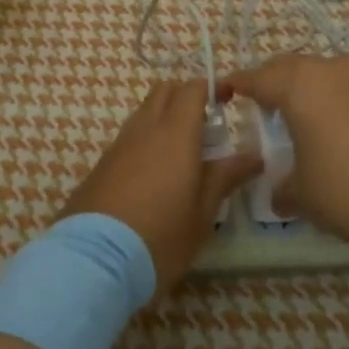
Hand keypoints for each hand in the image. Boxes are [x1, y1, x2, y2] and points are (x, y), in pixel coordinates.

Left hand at [59, 79, 260, 297]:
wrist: (95, 260)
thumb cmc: (161, 236)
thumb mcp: (203, 212)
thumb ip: (226, 177)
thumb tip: (254, 156)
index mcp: (175, 133)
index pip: (192, 89)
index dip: (211, 87)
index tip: (229, 100)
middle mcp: (144, 129)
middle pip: (164, 91)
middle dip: (186, 97)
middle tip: (206, 126)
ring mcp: (118, 145)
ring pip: (144, 112)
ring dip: (164, 118)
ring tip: (183, 155)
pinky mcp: (101, 164)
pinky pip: (129, 137)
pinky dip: (146, 140)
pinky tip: (155, 175)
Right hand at [217, 55, 348, 258]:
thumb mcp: (302, 195)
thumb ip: (283, 186)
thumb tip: (278, 194)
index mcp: (300, 86)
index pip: (259, 77)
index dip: (240, 84)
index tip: (229, 91)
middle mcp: (337, 68)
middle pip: (299, 67)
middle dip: (283, 84)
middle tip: (278, 110)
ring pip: (340, 72)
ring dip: (328, 90)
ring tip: (331, 121)